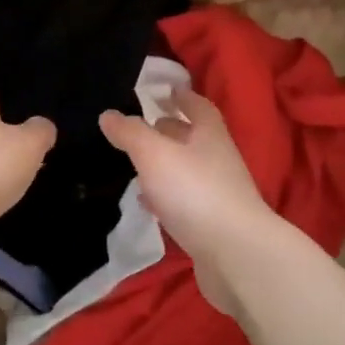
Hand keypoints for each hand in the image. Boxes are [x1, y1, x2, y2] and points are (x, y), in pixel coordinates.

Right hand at [100, 90, 273, 314]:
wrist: (235, 255)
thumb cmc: (195, 192)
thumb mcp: (154, 154)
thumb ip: (130, 133)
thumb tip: (108, 114)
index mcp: (210, 136)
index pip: (198, 107)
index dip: (183, 97)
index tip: (167, 90)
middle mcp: (218, 160)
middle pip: (194, 139)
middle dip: (171, 130)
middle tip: (144, 126)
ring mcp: (218, 195)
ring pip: (188, 171)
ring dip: (166, 165)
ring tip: (138, 165)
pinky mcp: (212, 225)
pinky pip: (185, 202)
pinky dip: (166, 197)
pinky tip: (148, 204)